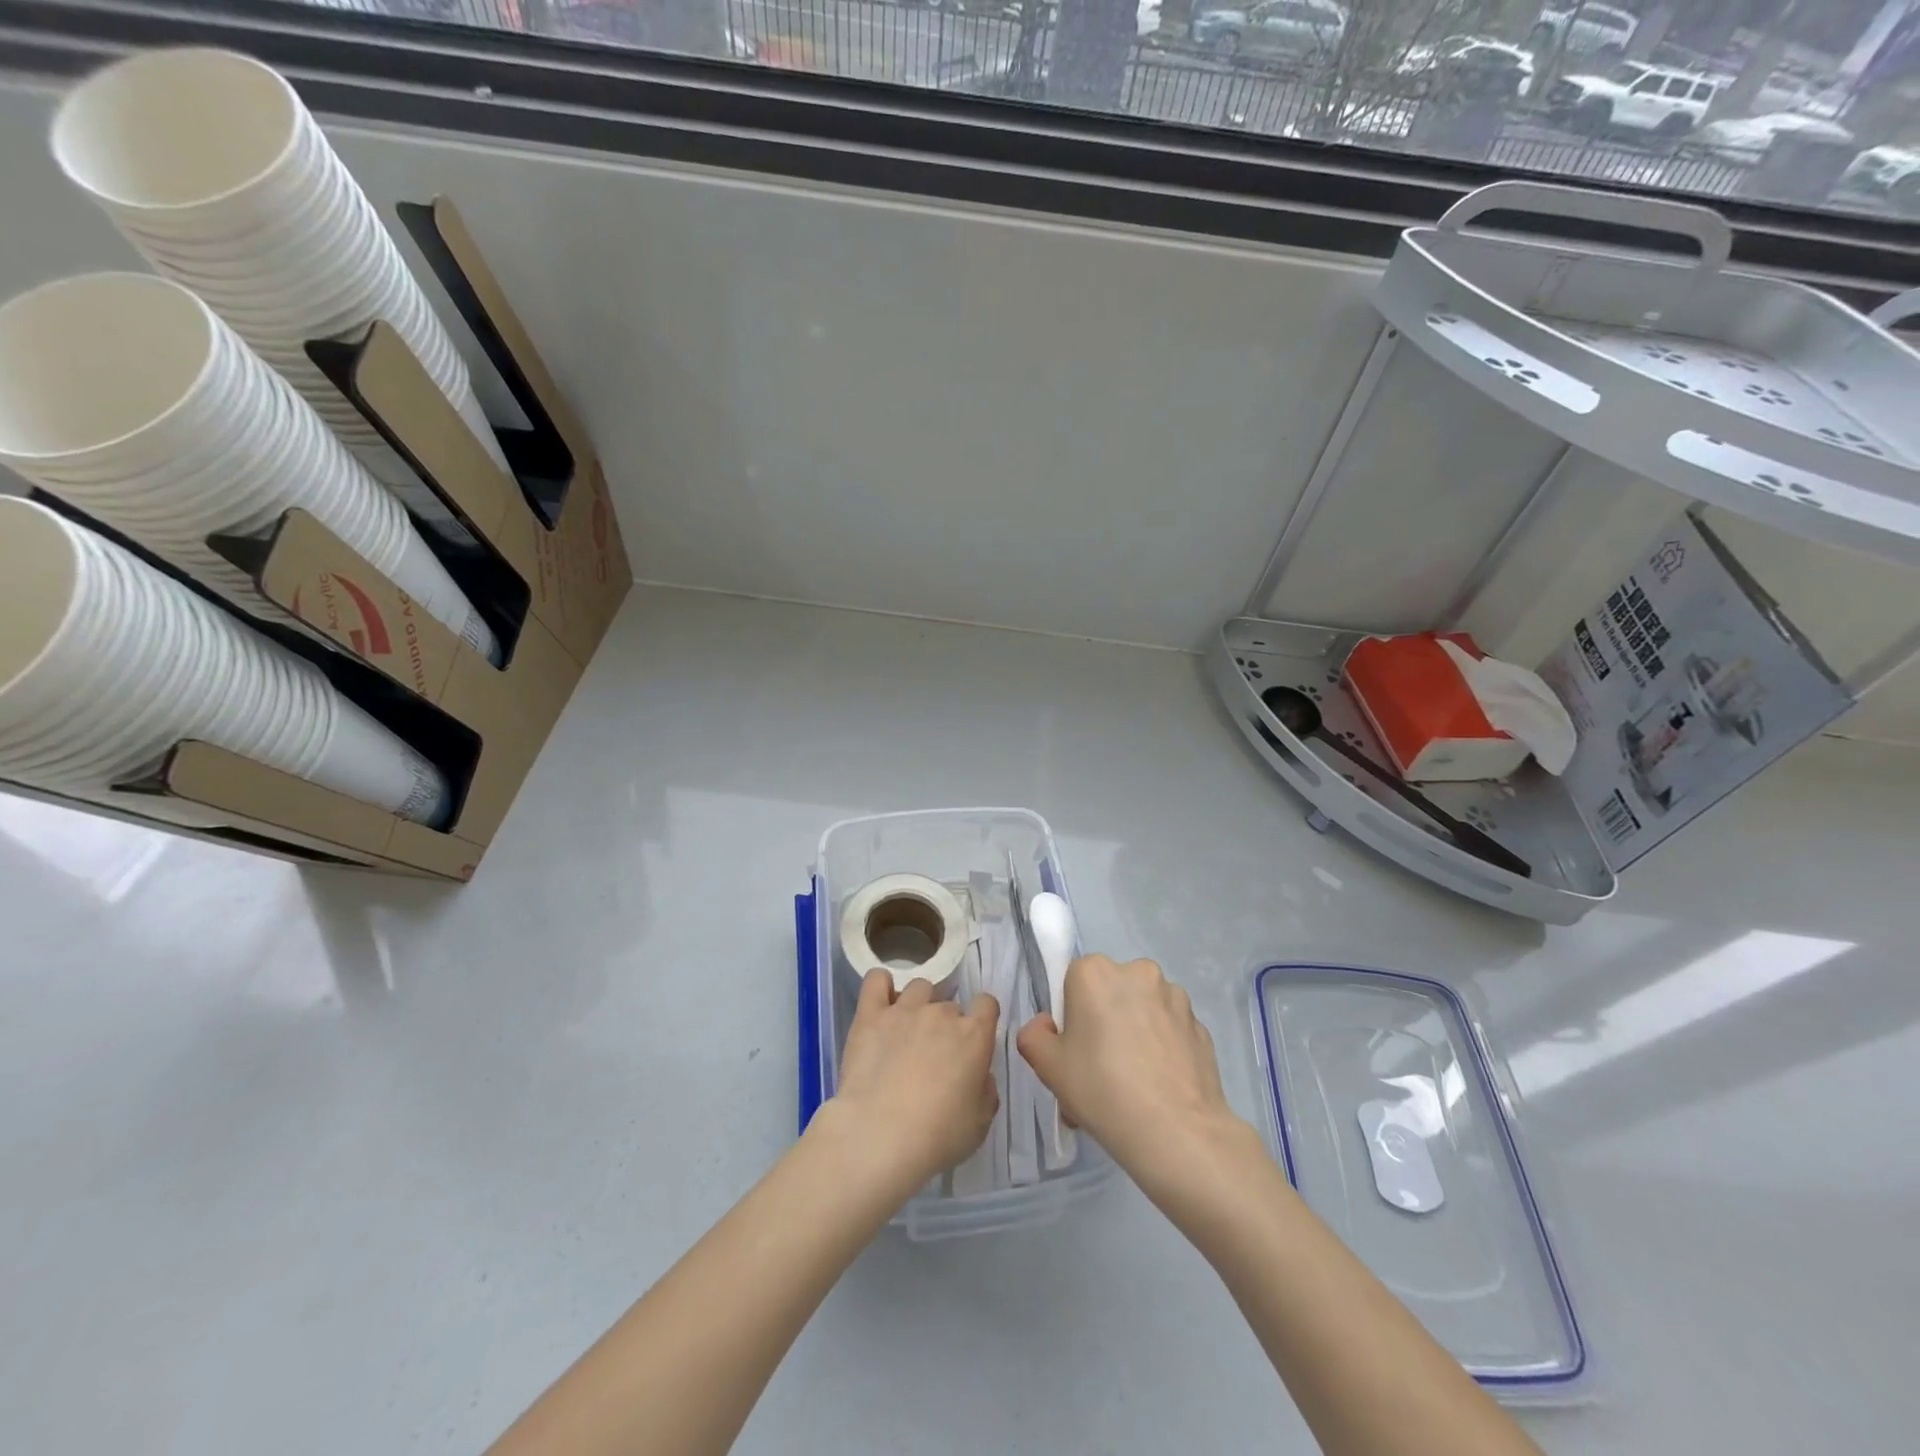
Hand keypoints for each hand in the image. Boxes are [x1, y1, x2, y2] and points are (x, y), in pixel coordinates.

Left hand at [828, 972, 1000, 1190]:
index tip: (972, 1041)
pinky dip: (881, 986)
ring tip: (906, 1033)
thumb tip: (980, 1075)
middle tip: (933, 1057)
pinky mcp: (870, 1014)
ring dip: (918, 1005)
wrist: (879, 1136)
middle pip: (949, 1005)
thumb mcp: (979, 1125)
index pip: (987, 1004)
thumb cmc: (937, 1137)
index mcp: (974, 1036)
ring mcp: (905, 1009)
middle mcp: (942, 1014)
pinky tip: (881, 1004)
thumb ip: (986, 1091)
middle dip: (945, 1026)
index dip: (981, 1019)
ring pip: (919, 988)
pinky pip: (877, 980)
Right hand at [1017, 955, 1247, 1186]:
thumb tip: (1048, 1026)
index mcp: (1095, 971)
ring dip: (1136, 1031)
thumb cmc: (1102, 1090)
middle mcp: (1138, 971)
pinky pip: (1170, 1030)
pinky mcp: (1201, 1025)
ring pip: (1143, 1009)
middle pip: (1110, 992)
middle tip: (1100, 1069)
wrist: (1177, 1133)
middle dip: (1104, 1020)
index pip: (1073, 981)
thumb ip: (1033, 1035)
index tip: (1075, 1050)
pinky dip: (1163, 1048)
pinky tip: (1160, 1086)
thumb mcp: (1047, 1067)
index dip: (1071, 1016)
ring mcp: (1175, 996)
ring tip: (1134, 1084)